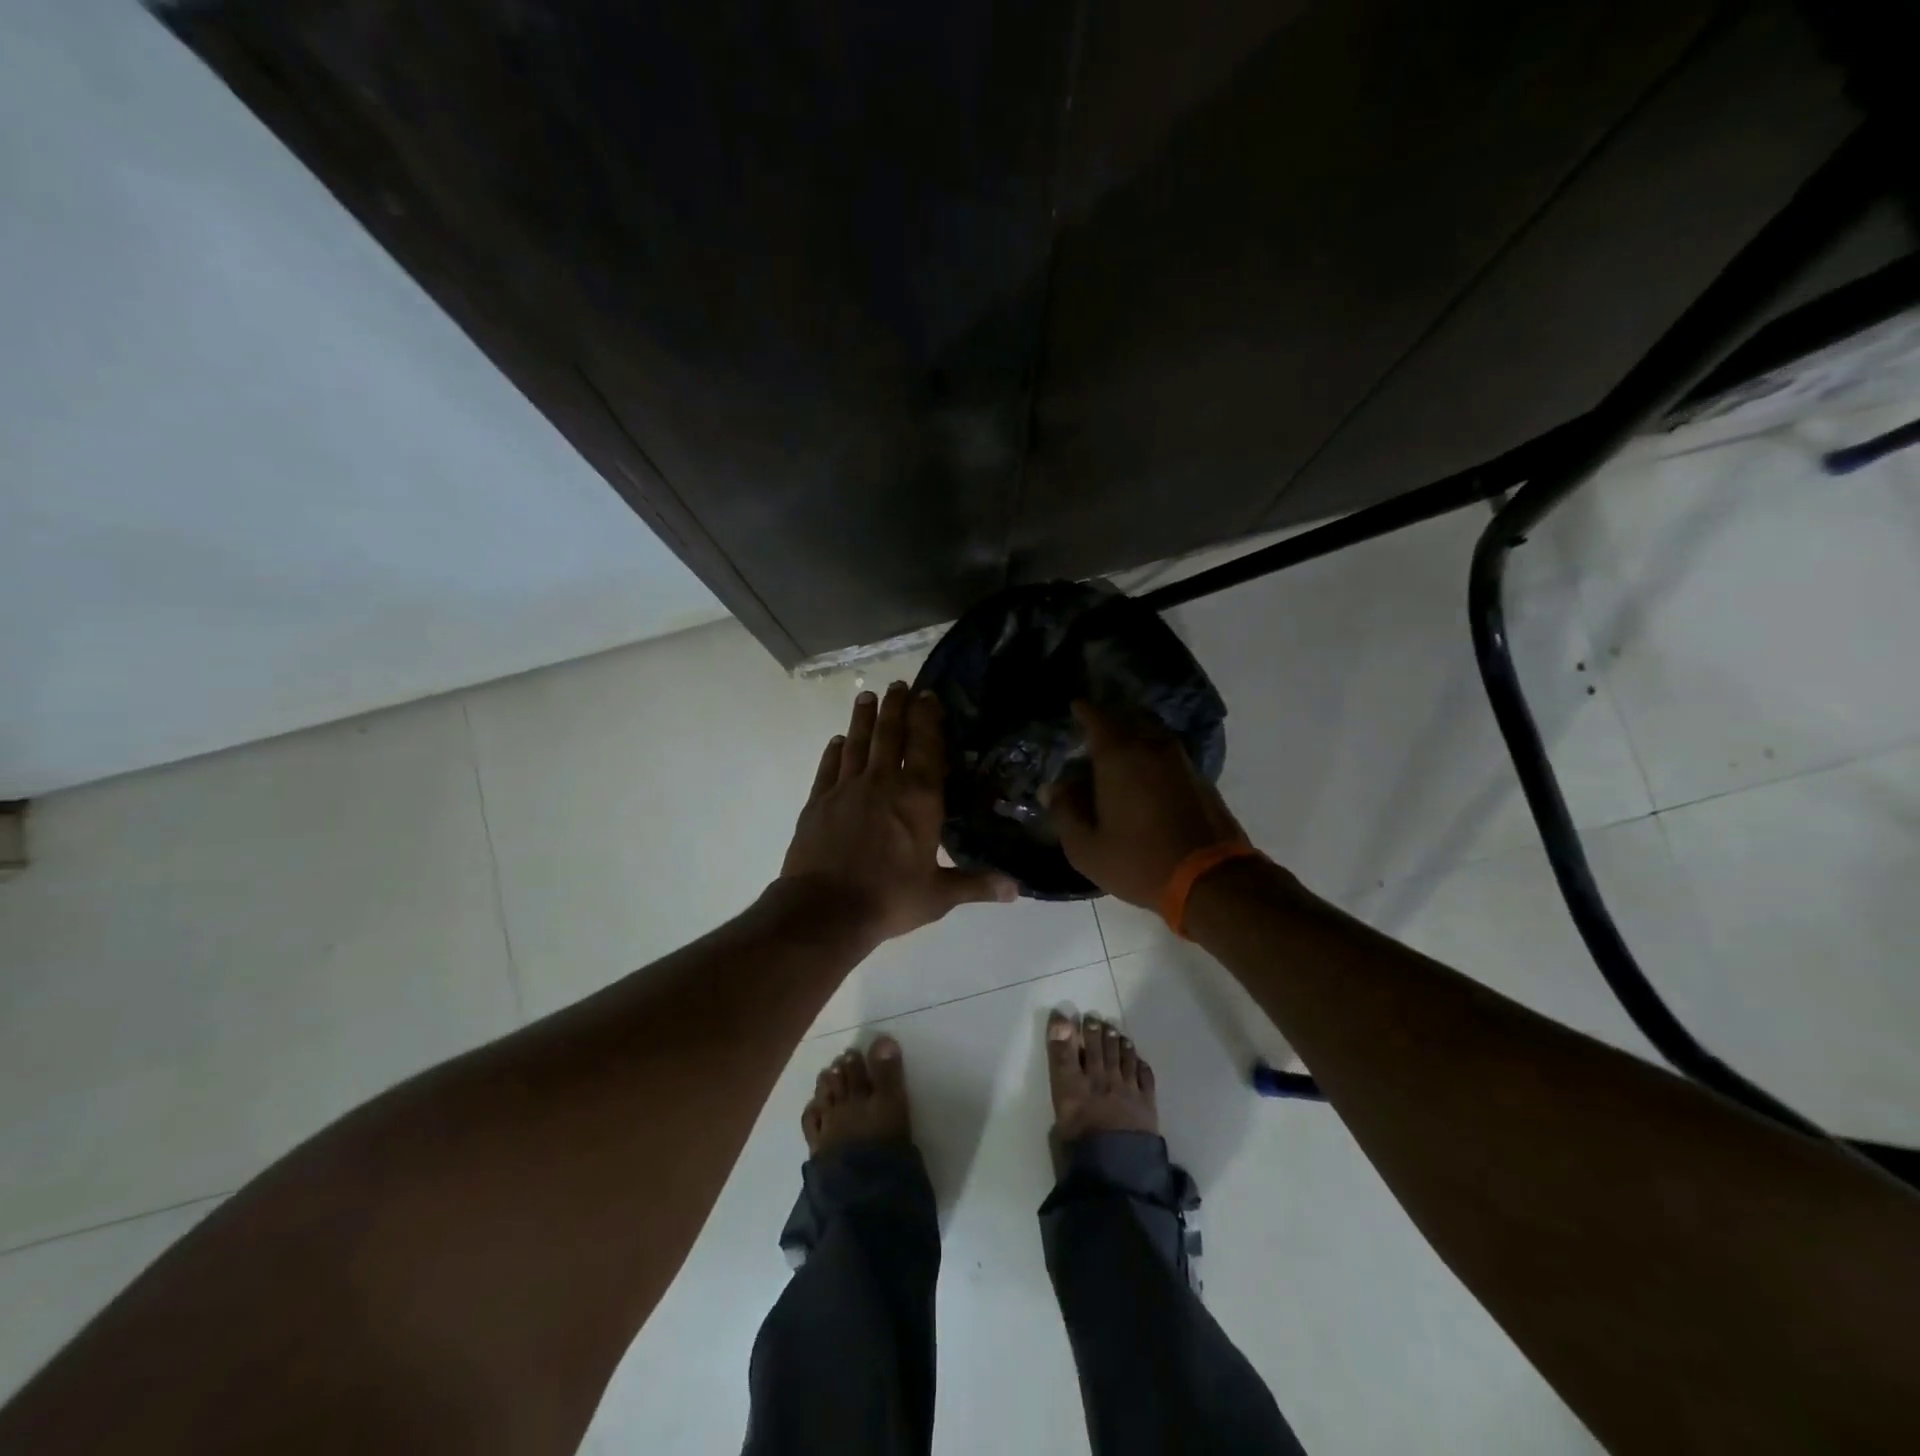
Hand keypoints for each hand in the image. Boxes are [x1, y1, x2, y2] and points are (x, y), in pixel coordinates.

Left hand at [782, 682, 1015, 942]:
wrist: (825, 910)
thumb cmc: (889, 899)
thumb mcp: (938, 895)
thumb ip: (976, 884)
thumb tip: (1017, 889)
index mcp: (918, 799)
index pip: (926, 747)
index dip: (927, 718)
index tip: (927, 695)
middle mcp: (883, 783)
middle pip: (890, 734)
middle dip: (895, 707)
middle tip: (898, 684)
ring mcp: (846, 789)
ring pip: (857, 743)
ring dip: (863, 718)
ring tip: (867, 696)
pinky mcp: (818, 802)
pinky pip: (829, 767)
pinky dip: (835, 750)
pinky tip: (838, 741)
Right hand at [1045, 701, 1248, 907]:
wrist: (1211, 879)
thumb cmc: (1138, 861)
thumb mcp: (1086, 847)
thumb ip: (1064, 812)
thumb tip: (1053, 788)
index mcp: (1119, 755)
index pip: (1097, 717)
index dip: (1083, 711)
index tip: (1074, 708)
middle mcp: (1152, 746)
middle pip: (1126, 719)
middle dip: (1107, 723)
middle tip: (1090, 737)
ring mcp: (1180, 759)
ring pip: (1150, 735)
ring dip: (1132, 739)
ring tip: (1116, 758)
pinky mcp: (1199, 777)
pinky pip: (1167, 754)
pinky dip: (1151, 757)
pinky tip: (1143, 780)